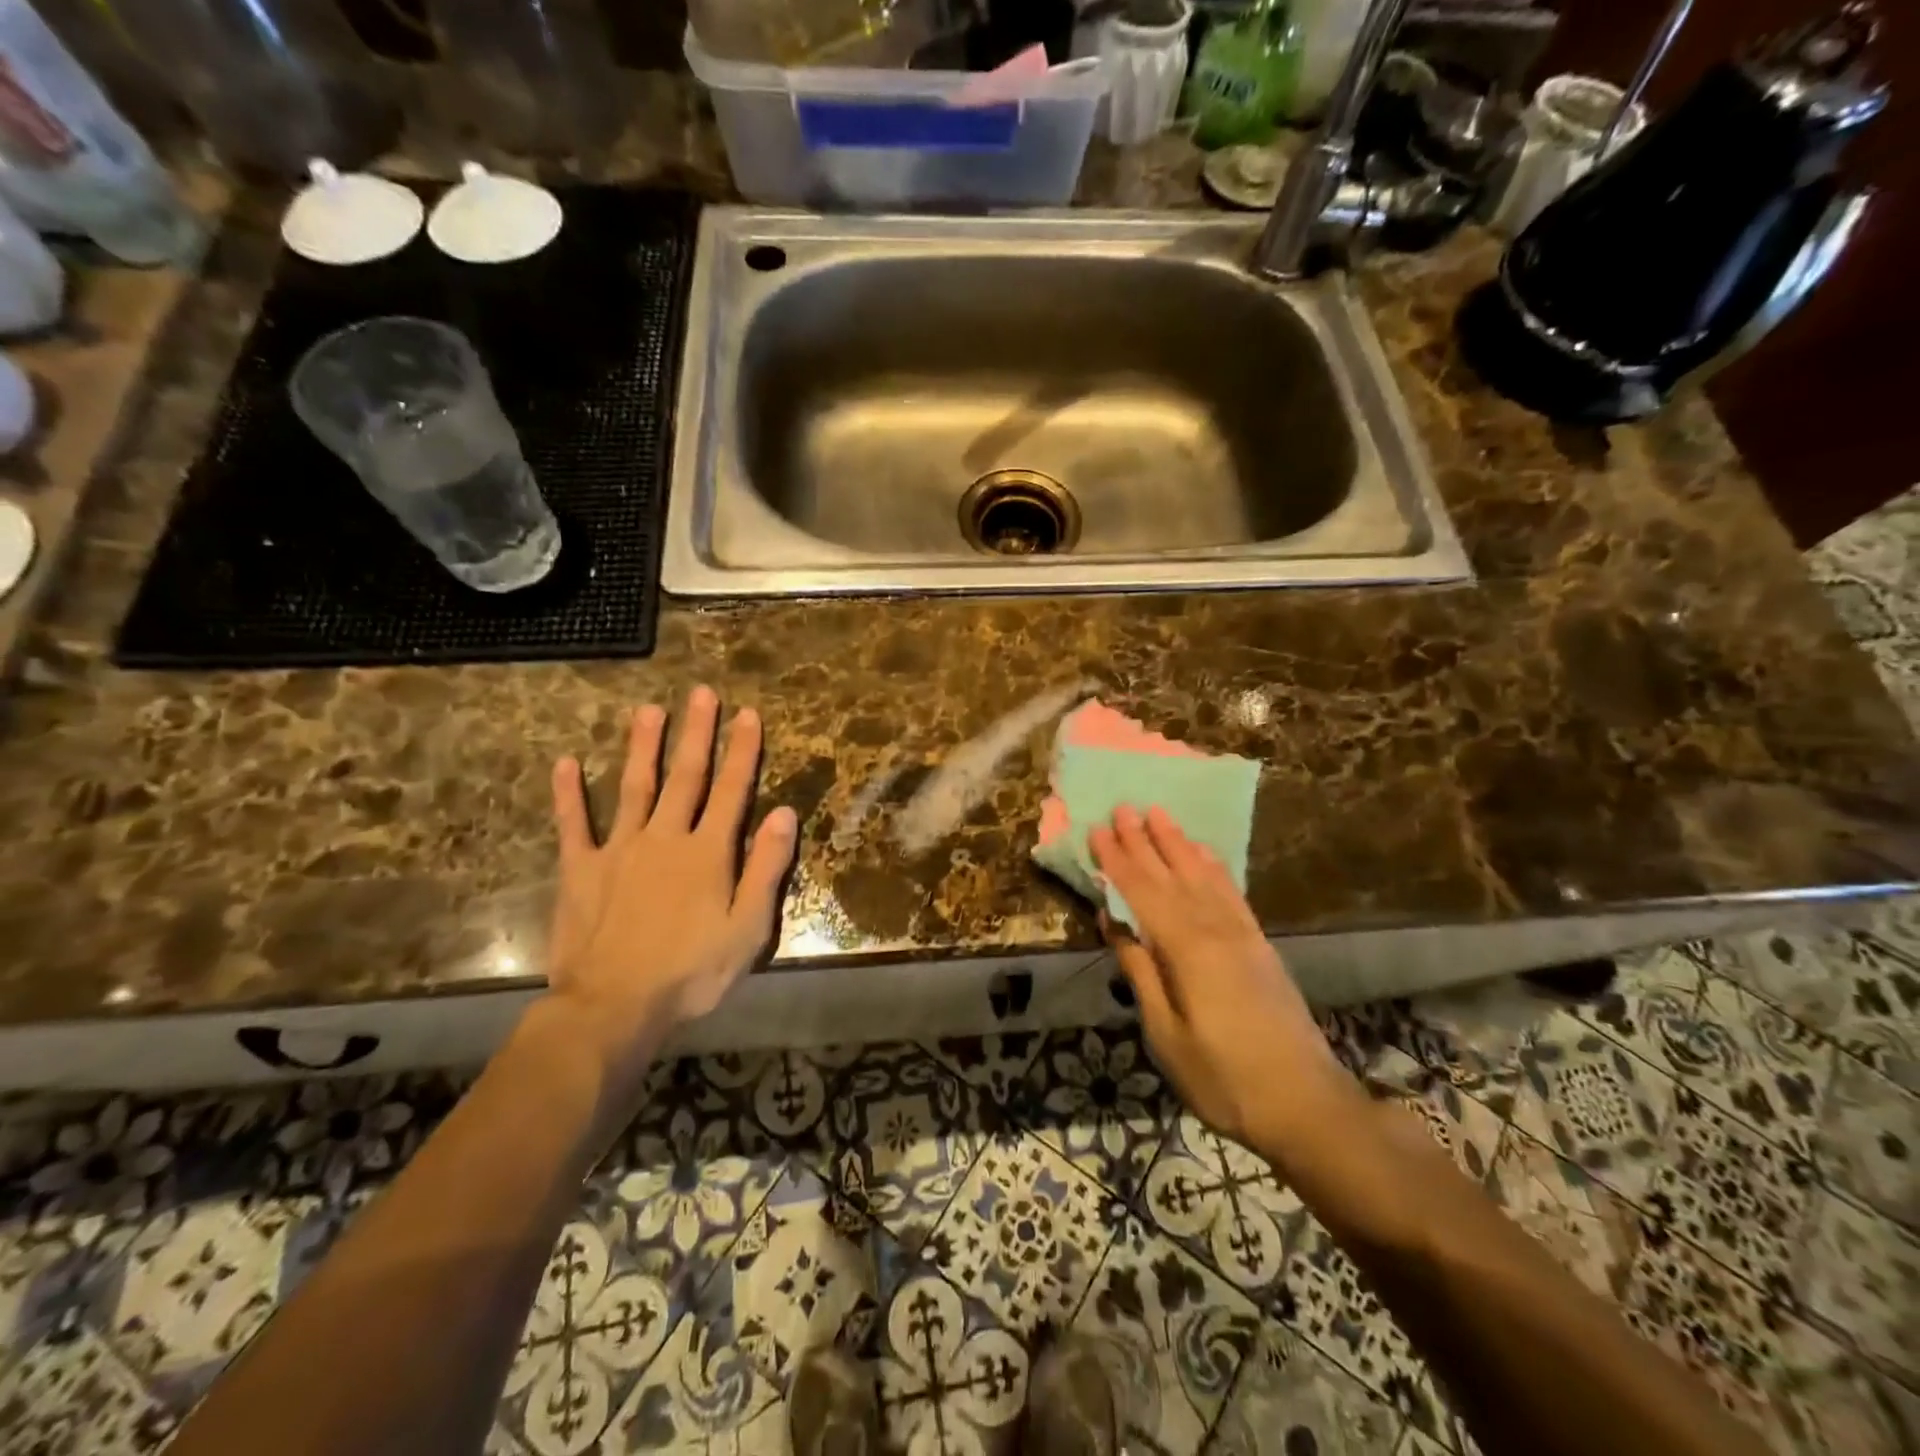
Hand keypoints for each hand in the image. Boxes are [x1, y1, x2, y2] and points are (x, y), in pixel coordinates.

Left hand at [540, 687, 796, 1095]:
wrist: (612, 1007)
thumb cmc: (690, 972)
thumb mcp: (748, 929)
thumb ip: (767, 868)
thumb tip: (785, 813)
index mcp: (708, 853)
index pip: (732, 790)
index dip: (742, 751)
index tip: (748, 714)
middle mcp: (665, 838)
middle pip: (685, 776)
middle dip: (696, 733)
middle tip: (702, 693)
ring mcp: (619, 849)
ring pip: (634, 786)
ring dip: (642, 746)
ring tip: (648, 710)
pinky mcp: (581, 869)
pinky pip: (573, 824)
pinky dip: (568, 794)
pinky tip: (564, 762)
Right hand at [1090, 806, 1351, 1153]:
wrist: (1306, 1104)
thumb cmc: (1223, 1078)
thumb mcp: (1166, 1033)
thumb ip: (1139, 971)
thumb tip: (1113, 921)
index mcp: (1186, 948)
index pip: (1141, 892)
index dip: (1117, 860)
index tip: (1097, 829)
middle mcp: (1214, 928)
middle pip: (1171, 875)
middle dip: (1144, 840)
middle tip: (1123, 806)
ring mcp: (1242, 934)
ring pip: (1202, 875)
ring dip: (1178, 843)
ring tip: (1159, 813)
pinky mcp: (1260, 944)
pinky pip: (1231, 892)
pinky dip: (1214, 867)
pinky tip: (1204, 855)